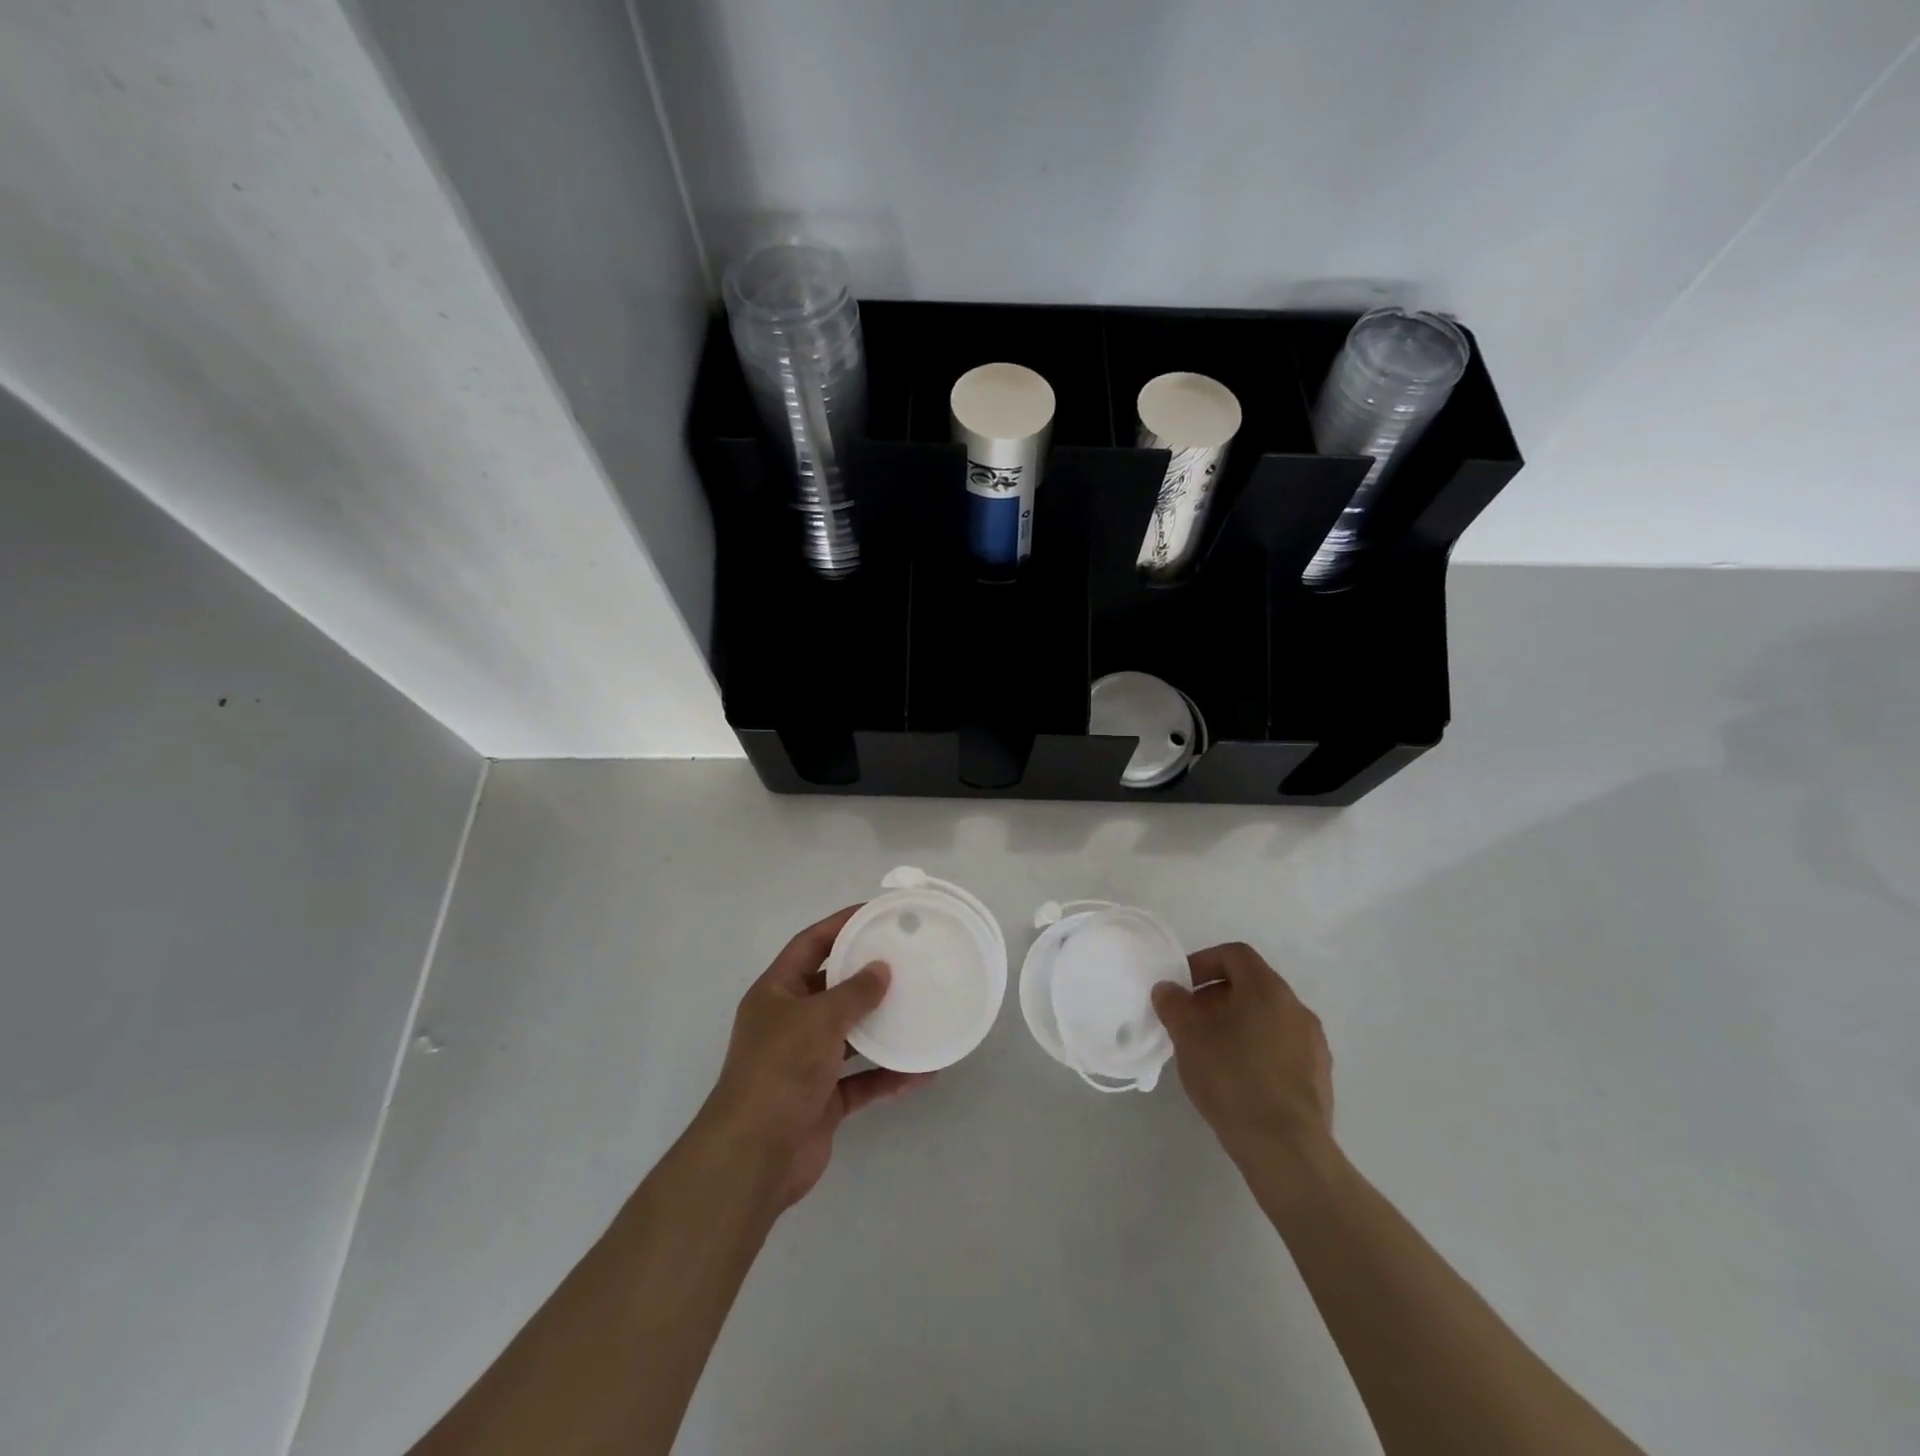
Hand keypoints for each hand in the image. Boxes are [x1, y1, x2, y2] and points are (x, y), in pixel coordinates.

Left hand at [699, 906, 931, 1210]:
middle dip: (866, 976)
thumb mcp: (819, 1019)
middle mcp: (789, 1023)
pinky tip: (922, 1071)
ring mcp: (805, 1063)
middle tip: (906, 961)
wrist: (755, 1156)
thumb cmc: (781, 1070)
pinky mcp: (822, 1099)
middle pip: (831, 989)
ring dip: (881, 1027)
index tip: (875, 914)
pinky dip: (887, 1075)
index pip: (809, 945)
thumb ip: (854, 992)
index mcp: (776, 993)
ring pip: (850, 1035)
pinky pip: (861, 1080)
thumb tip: (881, 969)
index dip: (839, 925)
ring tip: (919, 1009)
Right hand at [1152, 942, 1335, 1172]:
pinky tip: (1238, 1078)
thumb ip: (1174, 1005)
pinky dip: (1257, 1048)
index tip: (1182, 987)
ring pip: (1268, 1017)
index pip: (1235, 955)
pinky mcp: (1319, 1076)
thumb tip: (1168, 989)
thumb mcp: (1189, 1038)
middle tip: (1191, 1020)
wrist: (1286, 1149)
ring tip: (1211, 1050)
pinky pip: (1282, 1046)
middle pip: (1252, 985)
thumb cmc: (1233, 1079)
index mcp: (1267, 990)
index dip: (1204, 962)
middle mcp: (1296, 1008)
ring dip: (1237, 1022)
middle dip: (1217, 996)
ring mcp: (1313, 1043)